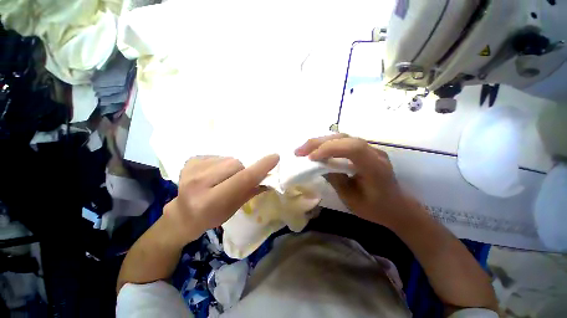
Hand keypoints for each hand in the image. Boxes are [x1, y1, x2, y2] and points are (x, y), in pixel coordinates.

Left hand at [164, 154, 278, 244]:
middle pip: (236, 164)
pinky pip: (218, 156)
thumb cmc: (212, 216)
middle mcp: (198, 183)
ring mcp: (191, 170)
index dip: (260, 168)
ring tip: (223, 177)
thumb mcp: (234, 208)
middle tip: (237, 180)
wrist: (183, 215)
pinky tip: (213, 174)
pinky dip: (221, 164)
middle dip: (242, 170)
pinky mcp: (190, 161)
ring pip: (228, 159)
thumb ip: (251, 191)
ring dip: (232, 167)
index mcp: (211, 201)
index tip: (275, 157)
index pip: (242, 179)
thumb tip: (270, 178)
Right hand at [295, 134, 416, 228]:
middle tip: (299, 151)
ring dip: (320, 141)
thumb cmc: (376, 209)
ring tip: (304, 149)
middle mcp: (374, 153)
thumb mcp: (351, 199)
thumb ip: (335, 179)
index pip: (352, 148)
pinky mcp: (364, 150)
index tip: (310, 158)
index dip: (329, 149)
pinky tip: (317, 149)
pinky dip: (327, 144)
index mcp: (375, 167)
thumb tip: (318, 166)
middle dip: (318, 143)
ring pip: (342, 137)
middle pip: (344, 138)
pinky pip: (343, 141)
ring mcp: (370, 149)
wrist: (397, 207)